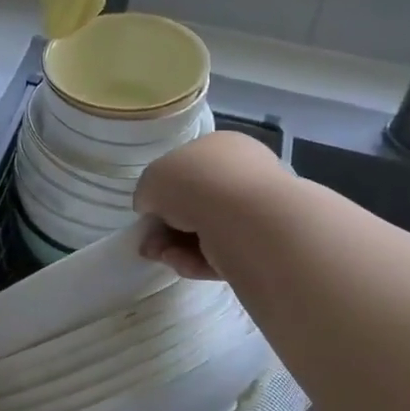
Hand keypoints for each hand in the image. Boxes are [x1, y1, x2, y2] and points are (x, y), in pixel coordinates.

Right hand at [133, 130, 285, 280]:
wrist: (247, 220)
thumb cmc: (195, 184)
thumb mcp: (152, 179)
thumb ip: (147, 193)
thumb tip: (152, 208)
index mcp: (221, 146)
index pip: (187, 168)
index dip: (161, 191)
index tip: (146, 212)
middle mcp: (244, 173)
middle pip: (195, 203)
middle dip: (167, 226)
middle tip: (148, 244)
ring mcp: (257, 210)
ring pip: (206, 231)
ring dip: (177, 246)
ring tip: (162, 257)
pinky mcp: (264, 246)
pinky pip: (223, 253)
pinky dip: (198, 261)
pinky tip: (183, 265)